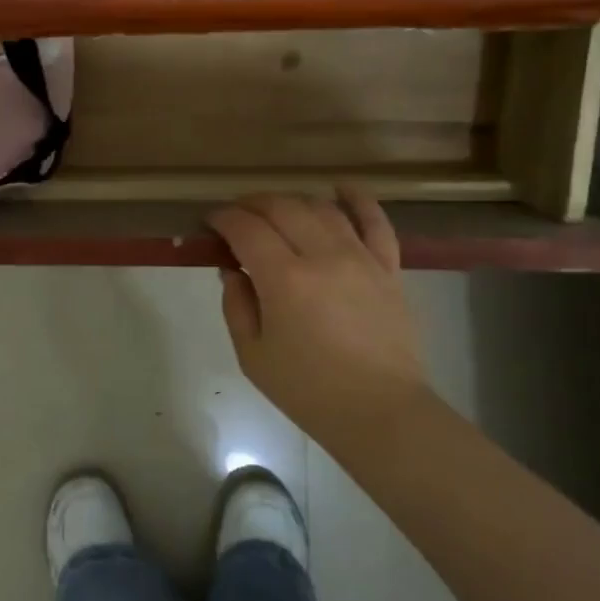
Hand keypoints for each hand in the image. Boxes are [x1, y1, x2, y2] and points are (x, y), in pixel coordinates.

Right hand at [208, 190, 433, 442]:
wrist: (380, 412)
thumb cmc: (308, 390)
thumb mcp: (252, 355)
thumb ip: (237, 305)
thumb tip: (233, 269)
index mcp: (284, 280)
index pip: (246, 228)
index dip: (223, 218)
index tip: (210, 222)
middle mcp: (323, 257)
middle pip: (282, 208)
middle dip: (252, 204)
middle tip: (237, 216)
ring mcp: (361, 258)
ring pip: (321, 208)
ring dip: (292, 201)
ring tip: (275, 212)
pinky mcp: (388, 268)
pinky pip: (376, 222)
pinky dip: (357, 199)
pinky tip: (340, 189)